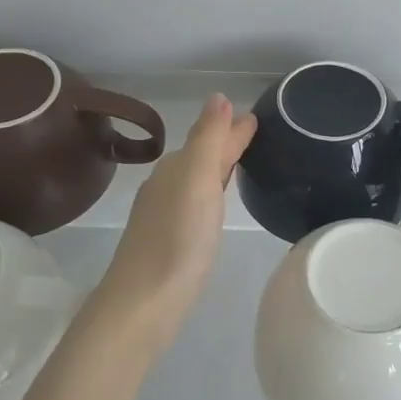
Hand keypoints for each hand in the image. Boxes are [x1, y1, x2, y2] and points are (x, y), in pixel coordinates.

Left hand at [90, 94, 256, 348]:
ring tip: (241, 162)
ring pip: (197, 180)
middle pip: (202, 156)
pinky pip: (195, 203)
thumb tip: (218, 96)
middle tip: (255, 135)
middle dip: (225, 143)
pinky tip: (216, 205)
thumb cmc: (178, 238)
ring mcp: (165, 215)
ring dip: (217, 167)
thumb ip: (209, 138)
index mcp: (176, 168)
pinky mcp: (169, 242)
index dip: (232, 128)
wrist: (144, 303)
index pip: (210, 138)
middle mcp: (167, 186)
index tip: (257, 118)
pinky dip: (210, 194)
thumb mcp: (198, 180)